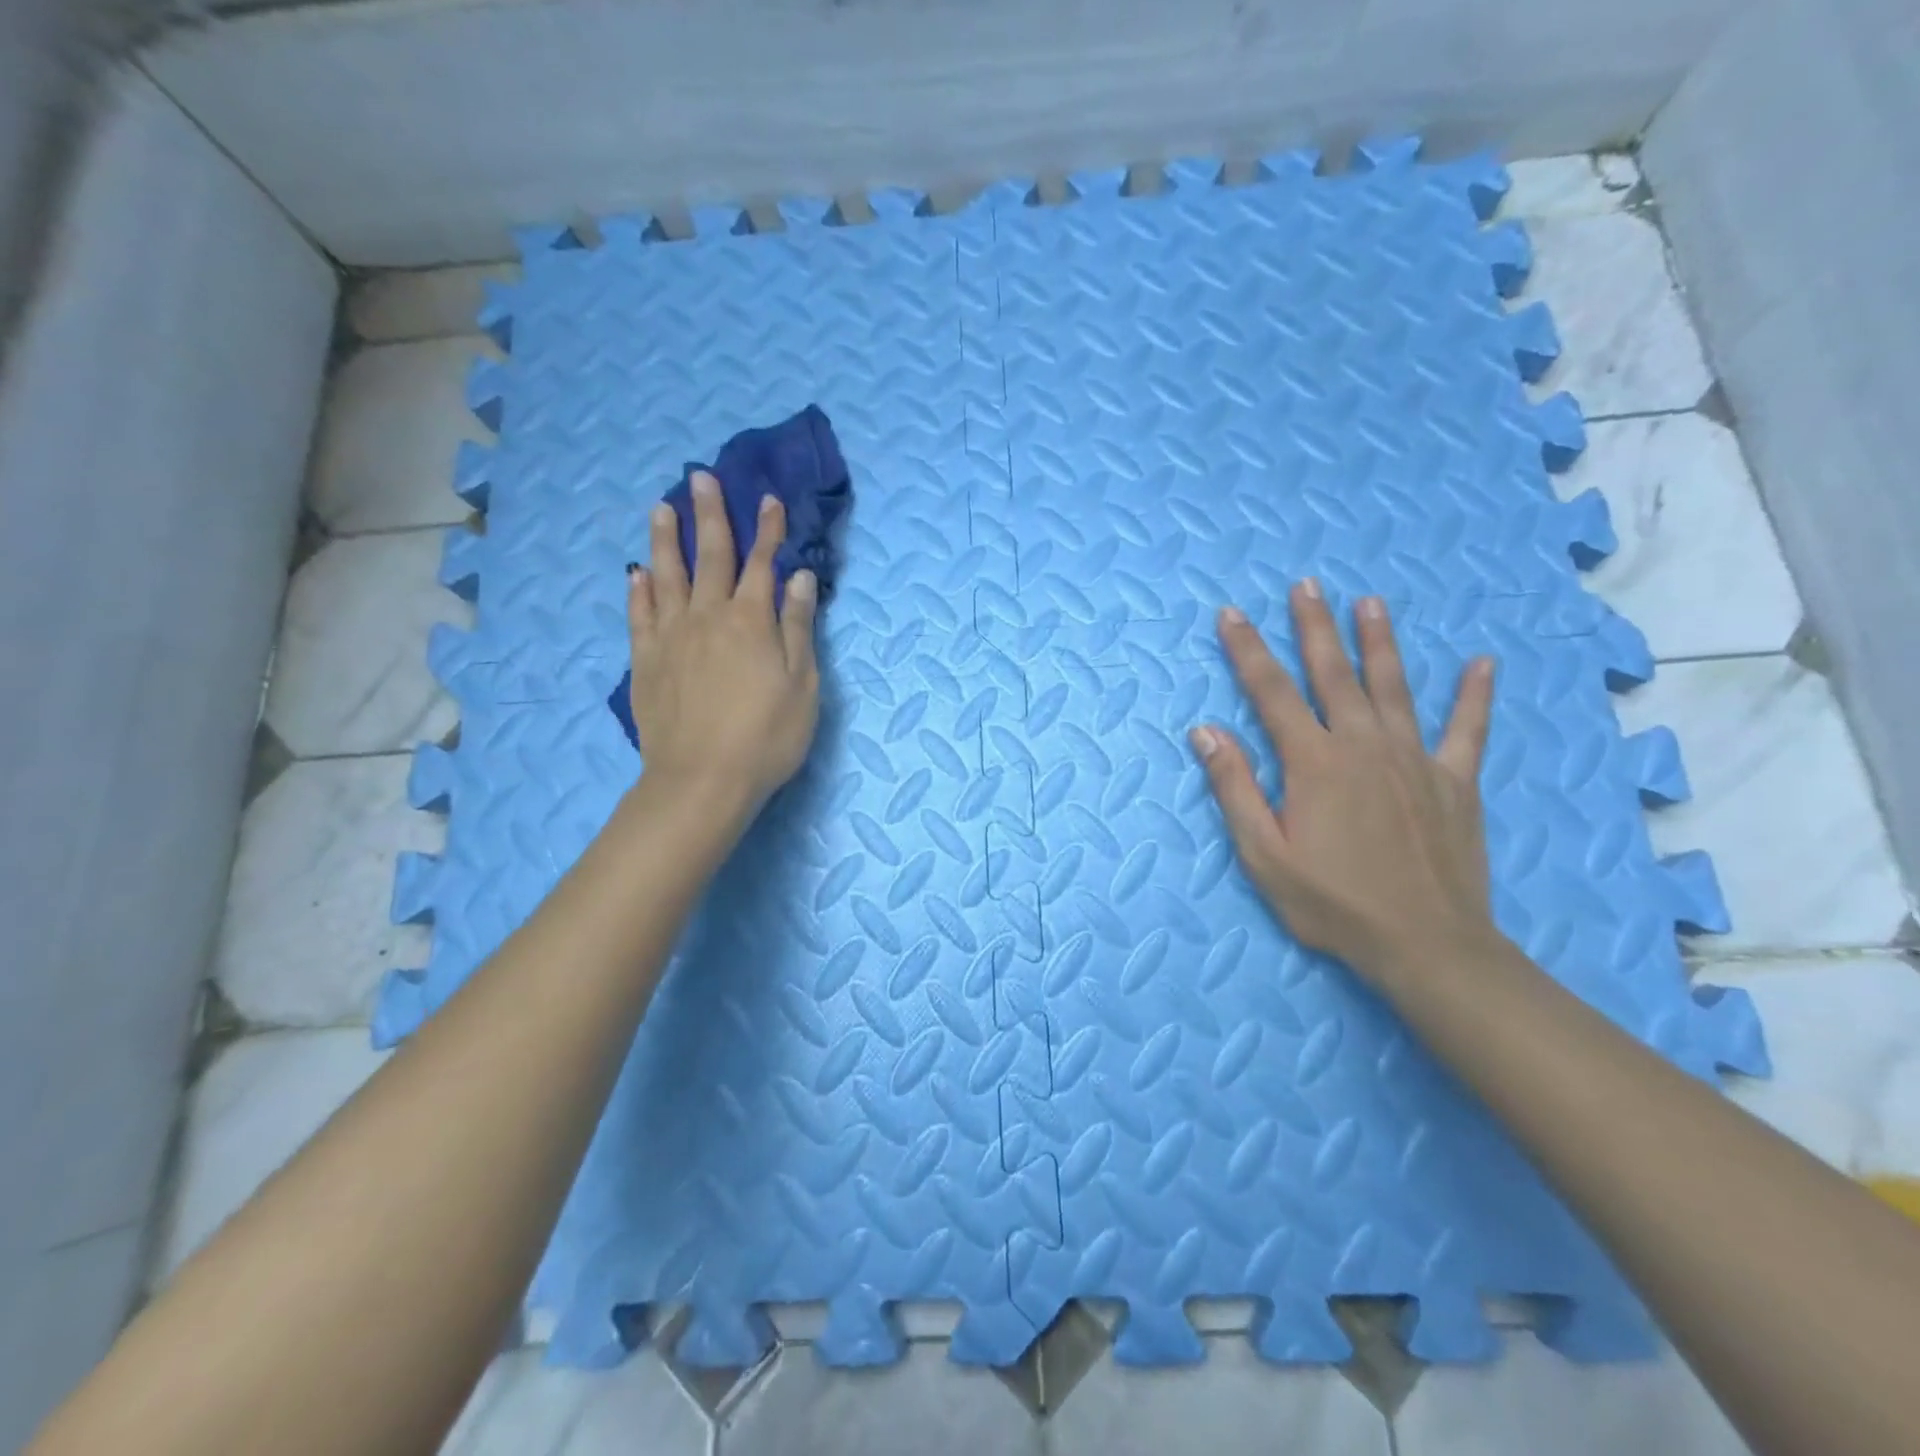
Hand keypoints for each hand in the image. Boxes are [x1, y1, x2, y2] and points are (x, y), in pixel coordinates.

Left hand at [627, 471, 819, 823]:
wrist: (702, 780)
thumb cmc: (766, 737)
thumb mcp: (802, 685)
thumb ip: (798, 628)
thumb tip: (799, 579)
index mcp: (751, 621)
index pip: (762, 564)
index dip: (768, 530)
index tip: (768, 498)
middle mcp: (707, 617)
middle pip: (709, 556)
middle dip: (709, 515)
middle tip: (699, 478)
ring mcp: (670, 637)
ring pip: (666, 576)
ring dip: (665, 539)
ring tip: (660, 508)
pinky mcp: (645, 661)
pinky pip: (638, 615)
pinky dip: (638, 590)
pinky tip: (637, 573)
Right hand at [1190, 580, 1499, 987]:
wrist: (1425, 944)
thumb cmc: (1332, 902)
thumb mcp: (1263, 854)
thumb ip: (1235, 787)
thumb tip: (1206, 730)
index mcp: (1313, 762)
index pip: (1271, 692)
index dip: (1247, 651)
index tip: (1231, 614)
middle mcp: (1363, 745)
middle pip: (1333, 674)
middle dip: (1314, 627)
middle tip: (1306, 585)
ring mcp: (1414, 759)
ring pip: (1393, 686)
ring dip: (1379, 642)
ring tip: (1370, 602)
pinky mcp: (1454, 781)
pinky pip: (1466, 729)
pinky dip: (1474, 696)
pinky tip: (1482, 663)